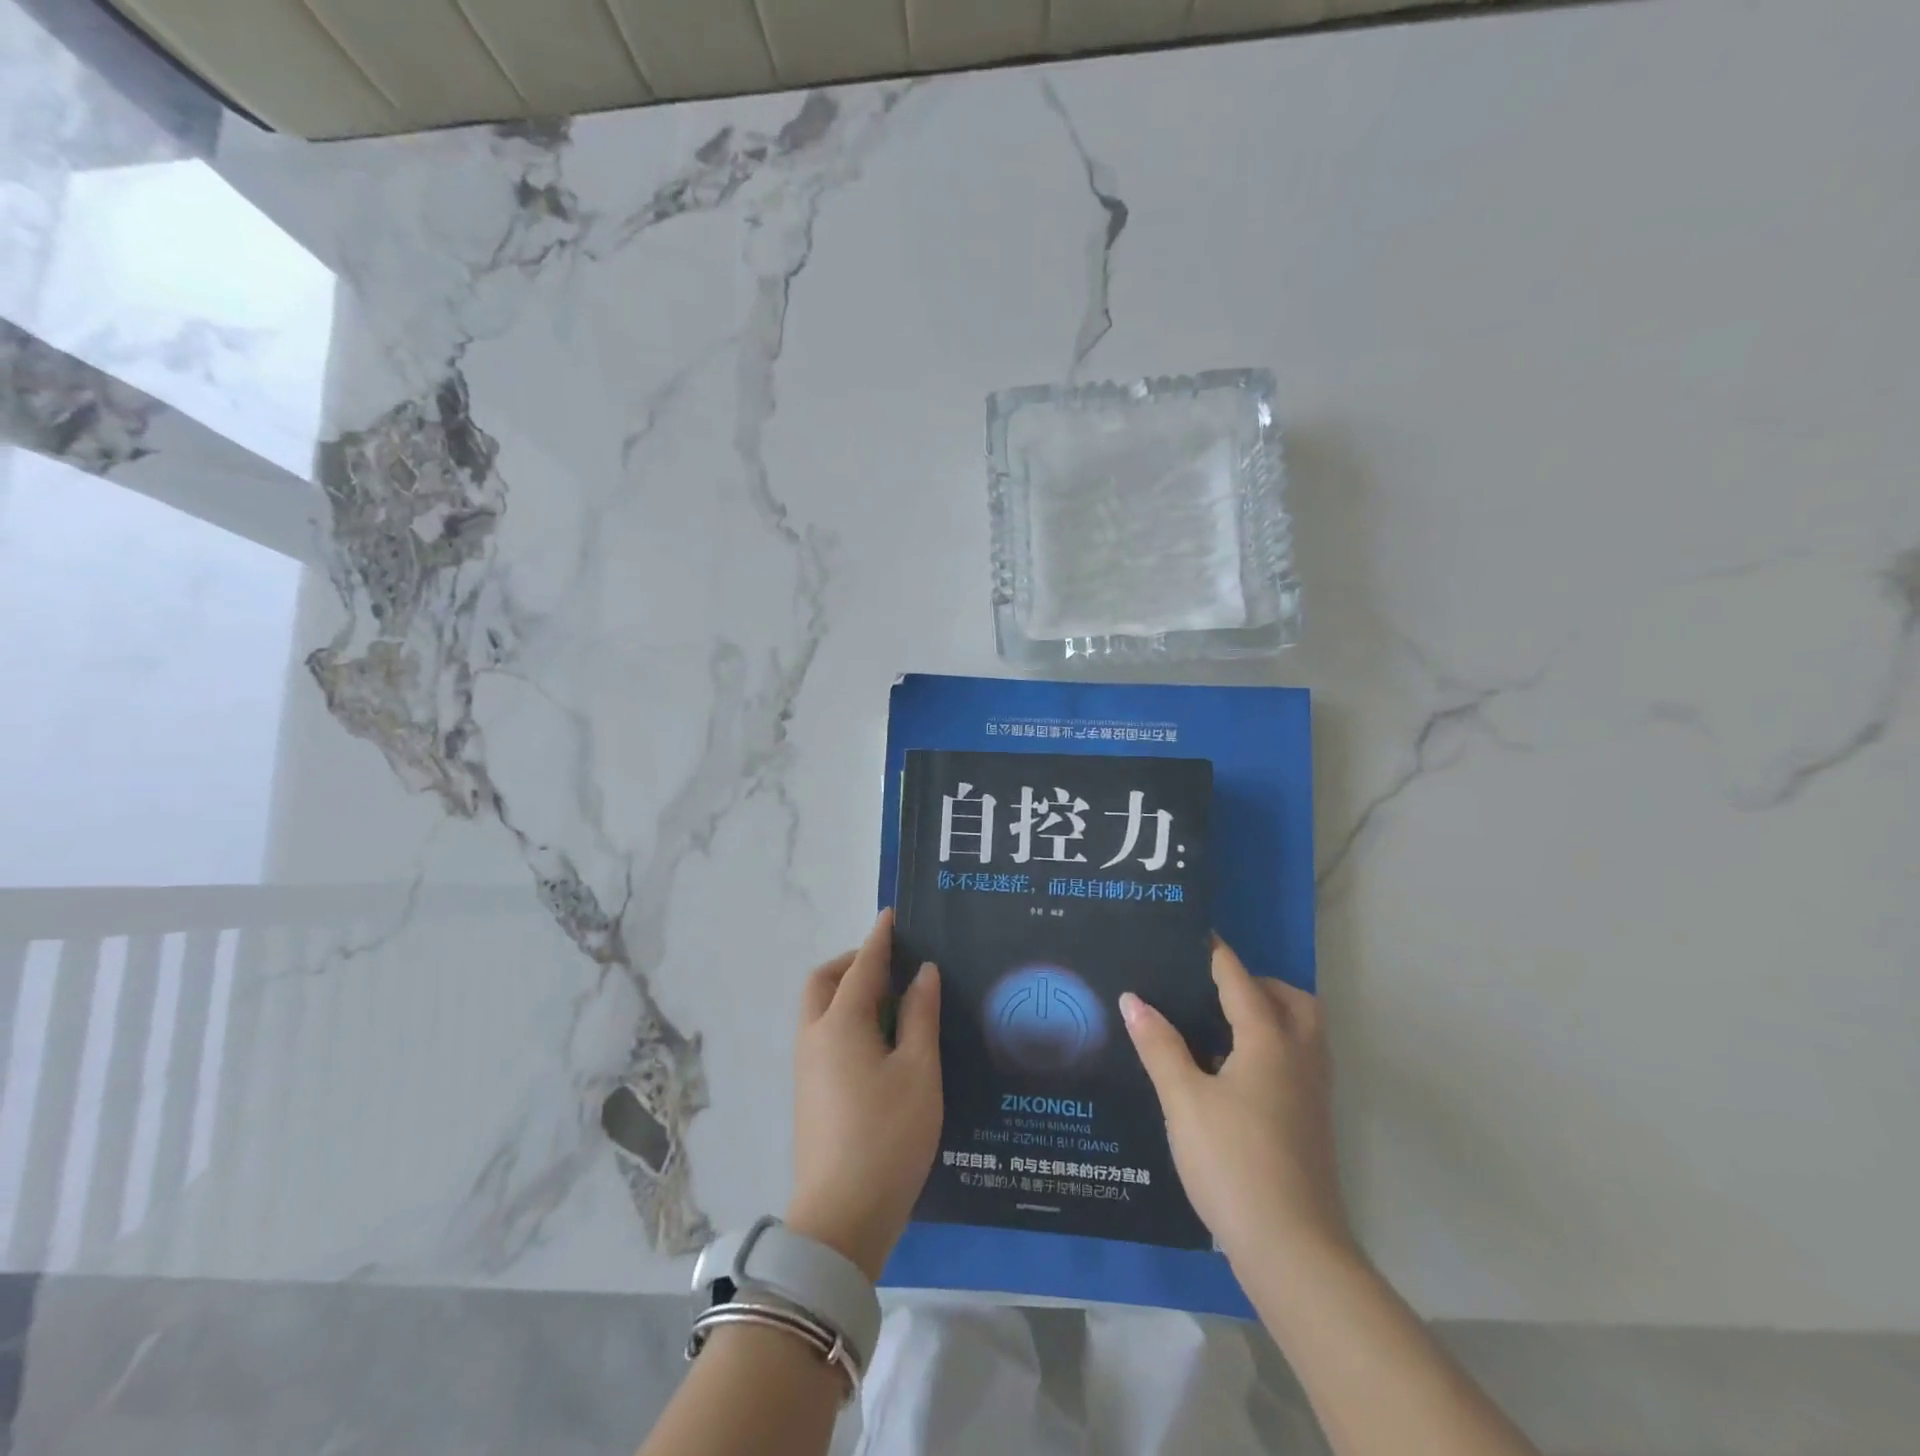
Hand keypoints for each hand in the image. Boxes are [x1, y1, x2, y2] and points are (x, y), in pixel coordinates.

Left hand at [786, 909, 941, 1280]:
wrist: (840, 1219)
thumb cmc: (888, 1137)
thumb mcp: (918, 1072)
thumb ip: (920, 1016)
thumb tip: (922, 973)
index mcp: (841, 1024)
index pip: (862, 966)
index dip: (880, 939)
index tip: (892, 916)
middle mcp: (815, 1037)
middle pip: (824, 982)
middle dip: (853, 963)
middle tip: (892, 966)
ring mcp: (807, 1067)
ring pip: (820, 1010)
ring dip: (849, 992)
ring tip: (893, 1004)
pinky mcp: (809, 1093)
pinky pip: (824, 1035)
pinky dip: (847, 1020)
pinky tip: (880, 1043)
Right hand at [1120, 937, 1350, 1274]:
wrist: (1292, 1250)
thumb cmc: (1232, 1162)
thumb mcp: (1184, 1100)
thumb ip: (1159, 1045)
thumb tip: (1133, 998)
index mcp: (1269, 1041)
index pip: (1241, 980)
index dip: (1216, 954)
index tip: (1194, 932)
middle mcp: (1299, 1058)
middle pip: (1292, 1001)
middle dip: (1259, 984)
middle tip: (1214, 988)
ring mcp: (1312, 1094)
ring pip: (1302, 1033)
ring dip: (1270, 1016)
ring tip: (1219, 1027)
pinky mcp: (1311, 1124)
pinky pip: (1297, 1062)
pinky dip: (1271, 1048)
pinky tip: (1232, 1074)